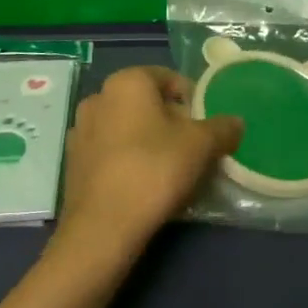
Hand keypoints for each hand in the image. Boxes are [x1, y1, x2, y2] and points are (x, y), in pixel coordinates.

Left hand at [52, 66, 241, 267]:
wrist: (102, 229)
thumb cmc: (154, 170)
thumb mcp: (202, 146)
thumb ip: (222, 128)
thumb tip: (235, 123)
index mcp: (127, 81)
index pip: (170, 79)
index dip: (193, 101)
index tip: (206, 128)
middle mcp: (99, 96)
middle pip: (147, 103)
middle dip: (171, 122)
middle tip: (192, 150)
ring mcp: (81, 130)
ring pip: (127, 127)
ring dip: (148, 141)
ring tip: (169, 171)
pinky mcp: (72, 162)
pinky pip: (110, 151)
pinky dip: (127, 159)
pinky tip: (143, 185)